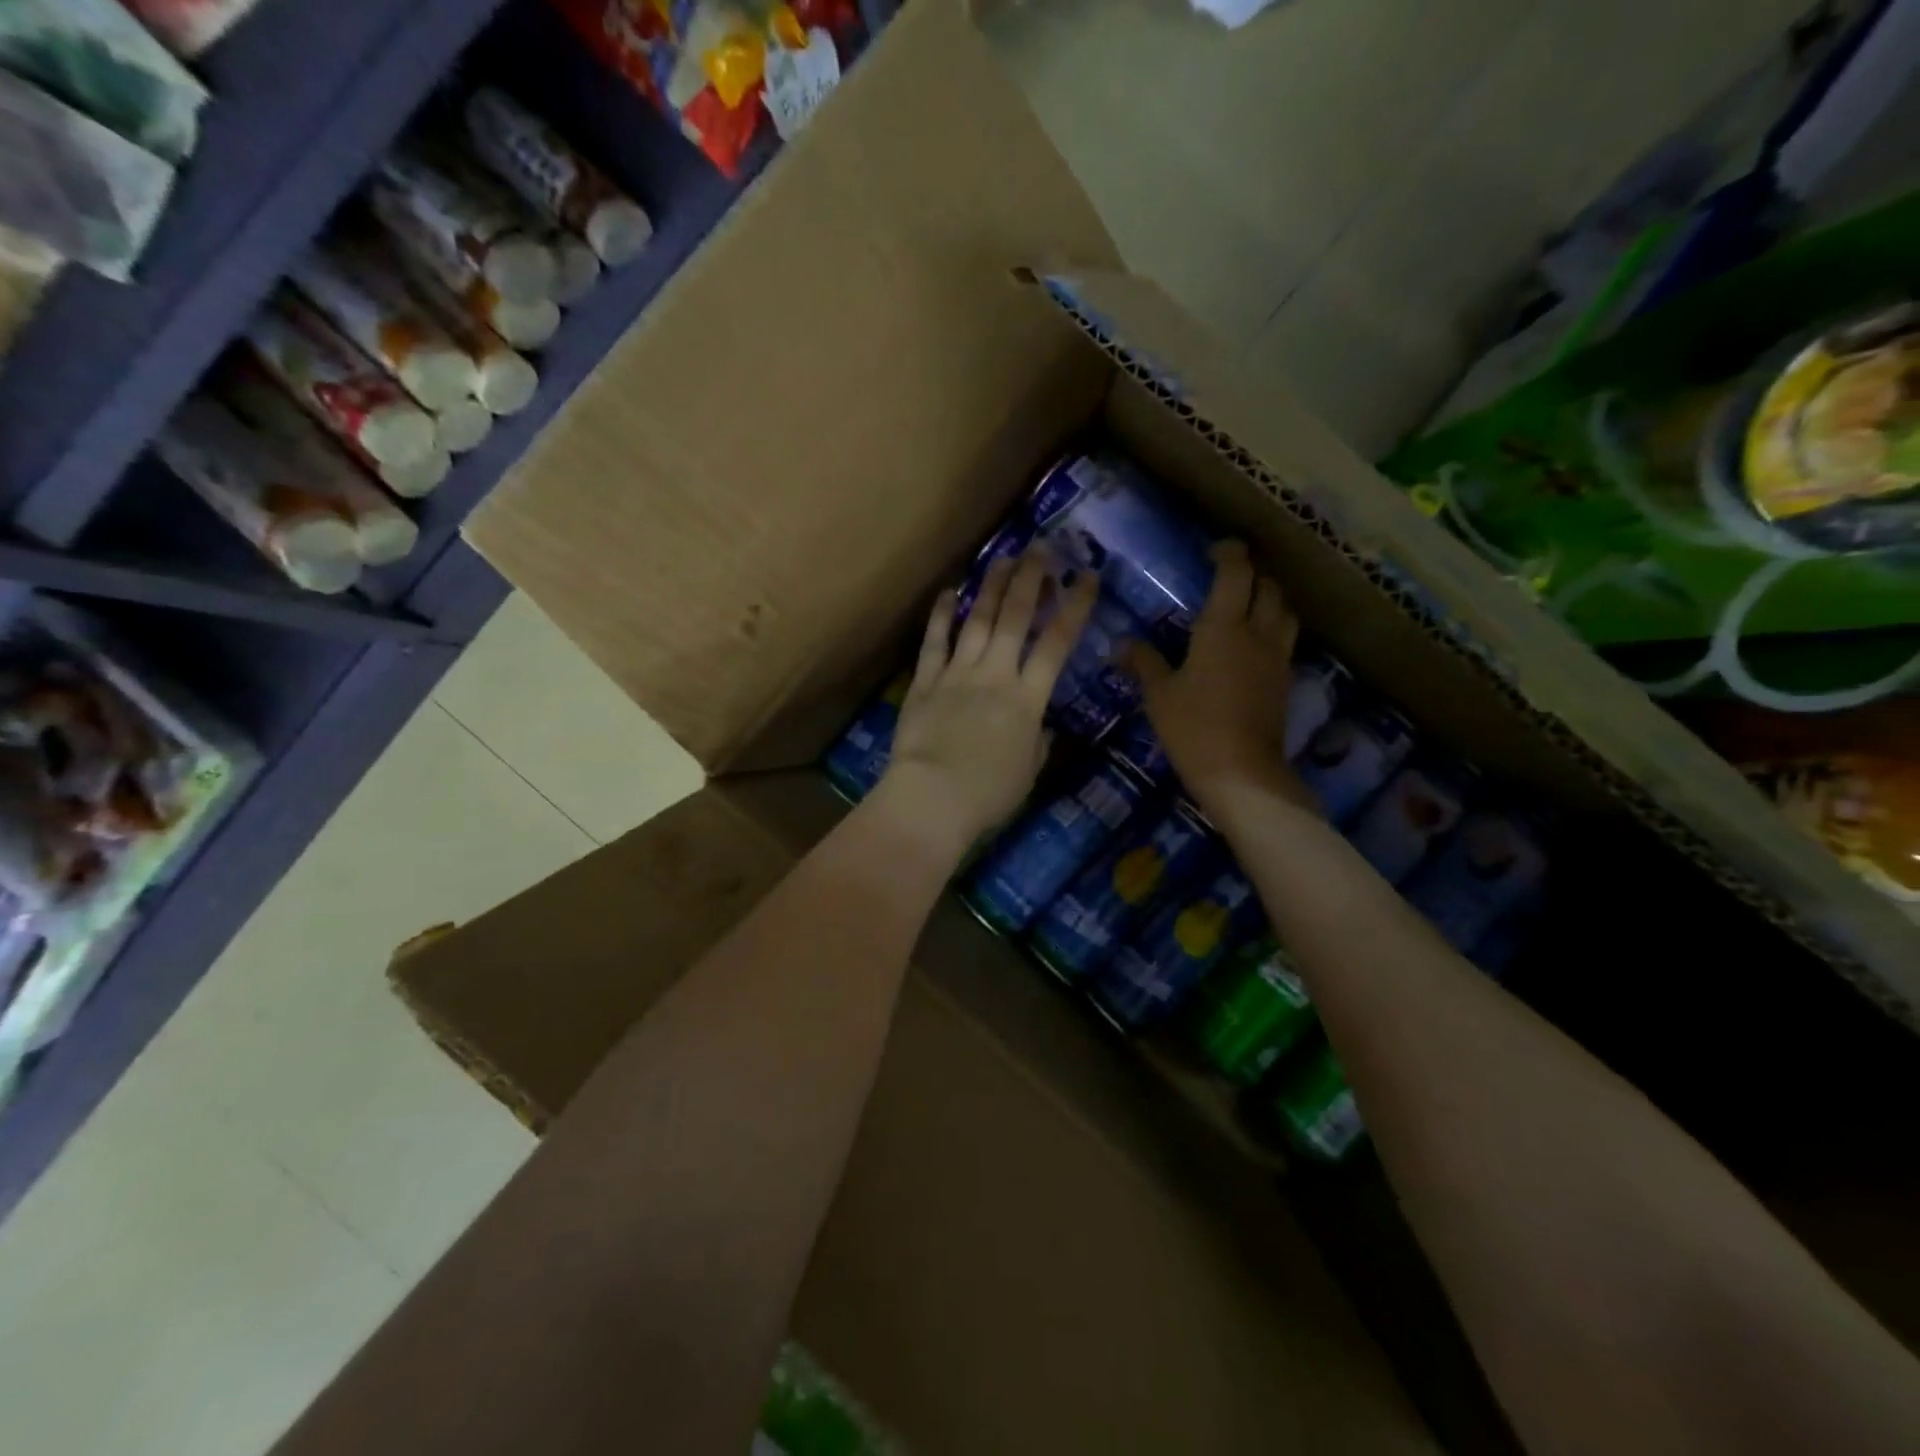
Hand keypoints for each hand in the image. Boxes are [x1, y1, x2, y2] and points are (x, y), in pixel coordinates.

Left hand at [876, 553, 1097, 850]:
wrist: (933, 798)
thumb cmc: (989, 794)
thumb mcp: (1028, 772)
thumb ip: (1037, 744)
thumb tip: (1040, 729)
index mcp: (1028, 699)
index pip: (1057, 644)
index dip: (1075, 608)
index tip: (1086, 577)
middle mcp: (995, 675)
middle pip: (1016, 618)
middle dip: (1031, 580)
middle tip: (1040, 548)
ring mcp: (957, 674)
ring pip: (978, 621)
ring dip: (992, 587)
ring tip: (1003, 558)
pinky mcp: (925, 682)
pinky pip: (934, 642)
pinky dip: (942, 616)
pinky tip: (949, 592)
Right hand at [1126, 540, 1313, 818]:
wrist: (1241, 773)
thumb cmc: (1193, 728)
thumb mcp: (1159, 695)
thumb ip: (1143, 662)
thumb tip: (1120, 644)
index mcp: (1223, 627)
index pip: (1236, 572)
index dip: (1228, 552)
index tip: (1214, 549)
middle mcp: (1257, 633)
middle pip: (1268, 586)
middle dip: (1251, 573)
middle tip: (1228, 576)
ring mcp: (1276, 657)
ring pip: (1285, 610)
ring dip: (1270, 598)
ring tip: (1248, 604)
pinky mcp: (1285, 681)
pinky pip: (1285, 639)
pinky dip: (1273, 628)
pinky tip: (1254, 643)